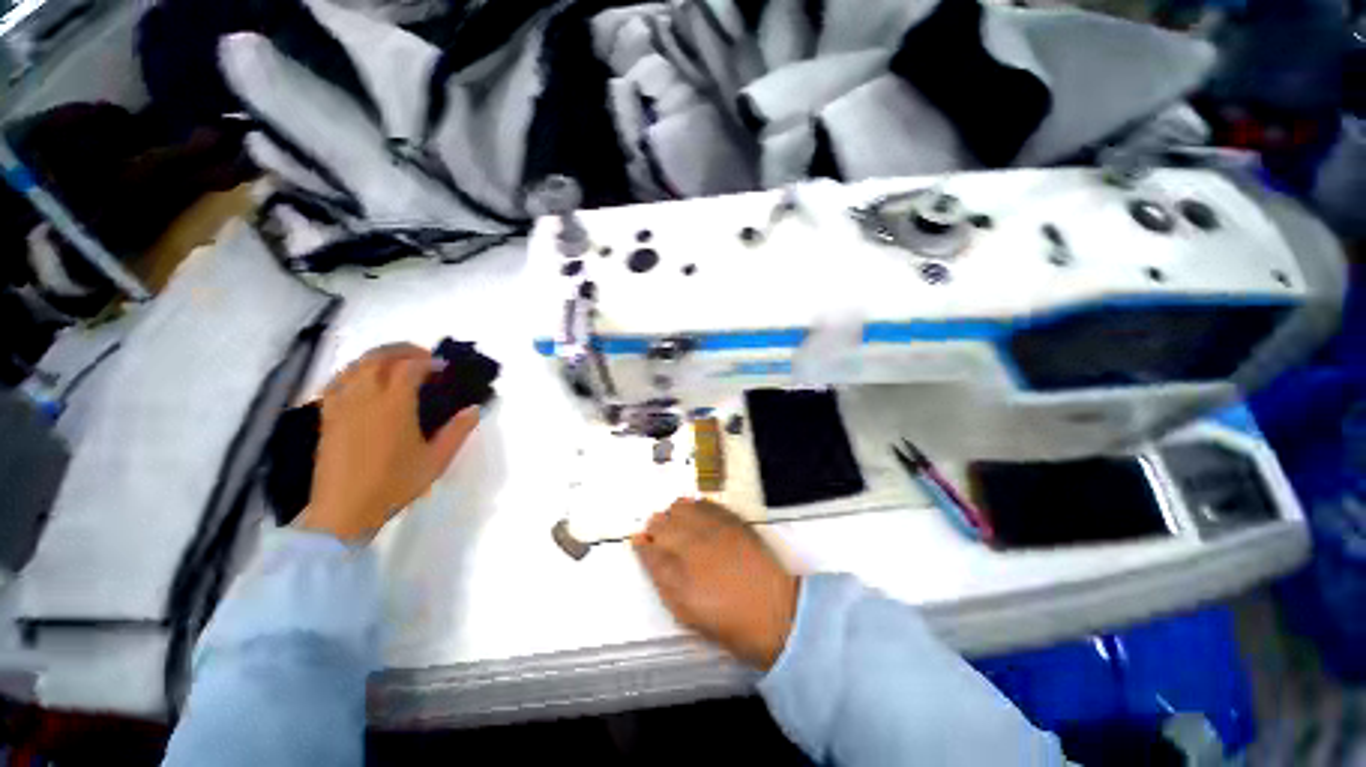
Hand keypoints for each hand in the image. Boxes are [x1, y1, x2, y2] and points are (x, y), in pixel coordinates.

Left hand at [297, 344, 479, 543]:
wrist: (343, 511)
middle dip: (403, 350)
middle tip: (423, 357)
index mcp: (394, 406)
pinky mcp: (327, 416)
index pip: (410, 367)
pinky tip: (364, 379)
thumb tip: (474, 408)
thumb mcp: (436, 460)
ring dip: (379, 356)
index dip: (429, 361)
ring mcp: (342, 405)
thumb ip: (458, 431)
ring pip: (356, 365)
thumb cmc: (394, 485)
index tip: (443, 367)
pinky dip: (355, 370)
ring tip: (397, 363)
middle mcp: (365, 397)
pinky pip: (338, 380)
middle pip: (379, 357)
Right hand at [633, 499, 798, 669]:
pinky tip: (697, 517)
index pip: (648, 548)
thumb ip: (662, 578)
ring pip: (681, 507)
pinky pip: (704, 503)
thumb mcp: (685, 611)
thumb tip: (644, 549)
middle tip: (660, 539)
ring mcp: (713, 527)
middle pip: (661, 522)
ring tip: (679, 527)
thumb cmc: (727, 620)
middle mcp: (691, 543)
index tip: (640, 543)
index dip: (642, 544)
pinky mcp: (731, 519)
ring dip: (674, 515)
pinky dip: (695, 508)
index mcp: (677, 574)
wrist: (775, 611)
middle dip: (656, 529)